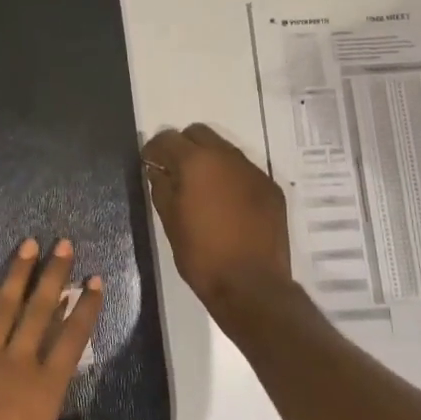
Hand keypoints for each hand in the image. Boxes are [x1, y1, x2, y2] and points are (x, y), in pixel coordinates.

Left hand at [0, 238, 118, 419]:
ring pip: (3, 309)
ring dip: (16, 275)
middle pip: (40, 312)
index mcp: (44, 390)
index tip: (95, 280)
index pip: (73, 340)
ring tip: (27, 244)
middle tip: (64, 243)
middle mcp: (16, 365)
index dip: (86, 308)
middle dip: (54, 276)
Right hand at [142, 123, 291, 306]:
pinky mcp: (271, 188)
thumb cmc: (201, 255)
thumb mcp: (170, 222)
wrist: (252, 285)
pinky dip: (230, 178)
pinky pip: (244, 171)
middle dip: (183, 146)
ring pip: (224, 150)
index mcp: (196, 162)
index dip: (154, 149)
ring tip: (201, 189)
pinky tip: (226, 204)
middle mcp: (227, 157)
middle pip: (199, 133)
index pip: (168, 138)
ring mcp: (253, 171)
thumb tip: (157, 170)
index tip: (149, 164)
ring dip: (209, 160)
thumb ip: (161, 187)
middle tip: (174, 172)